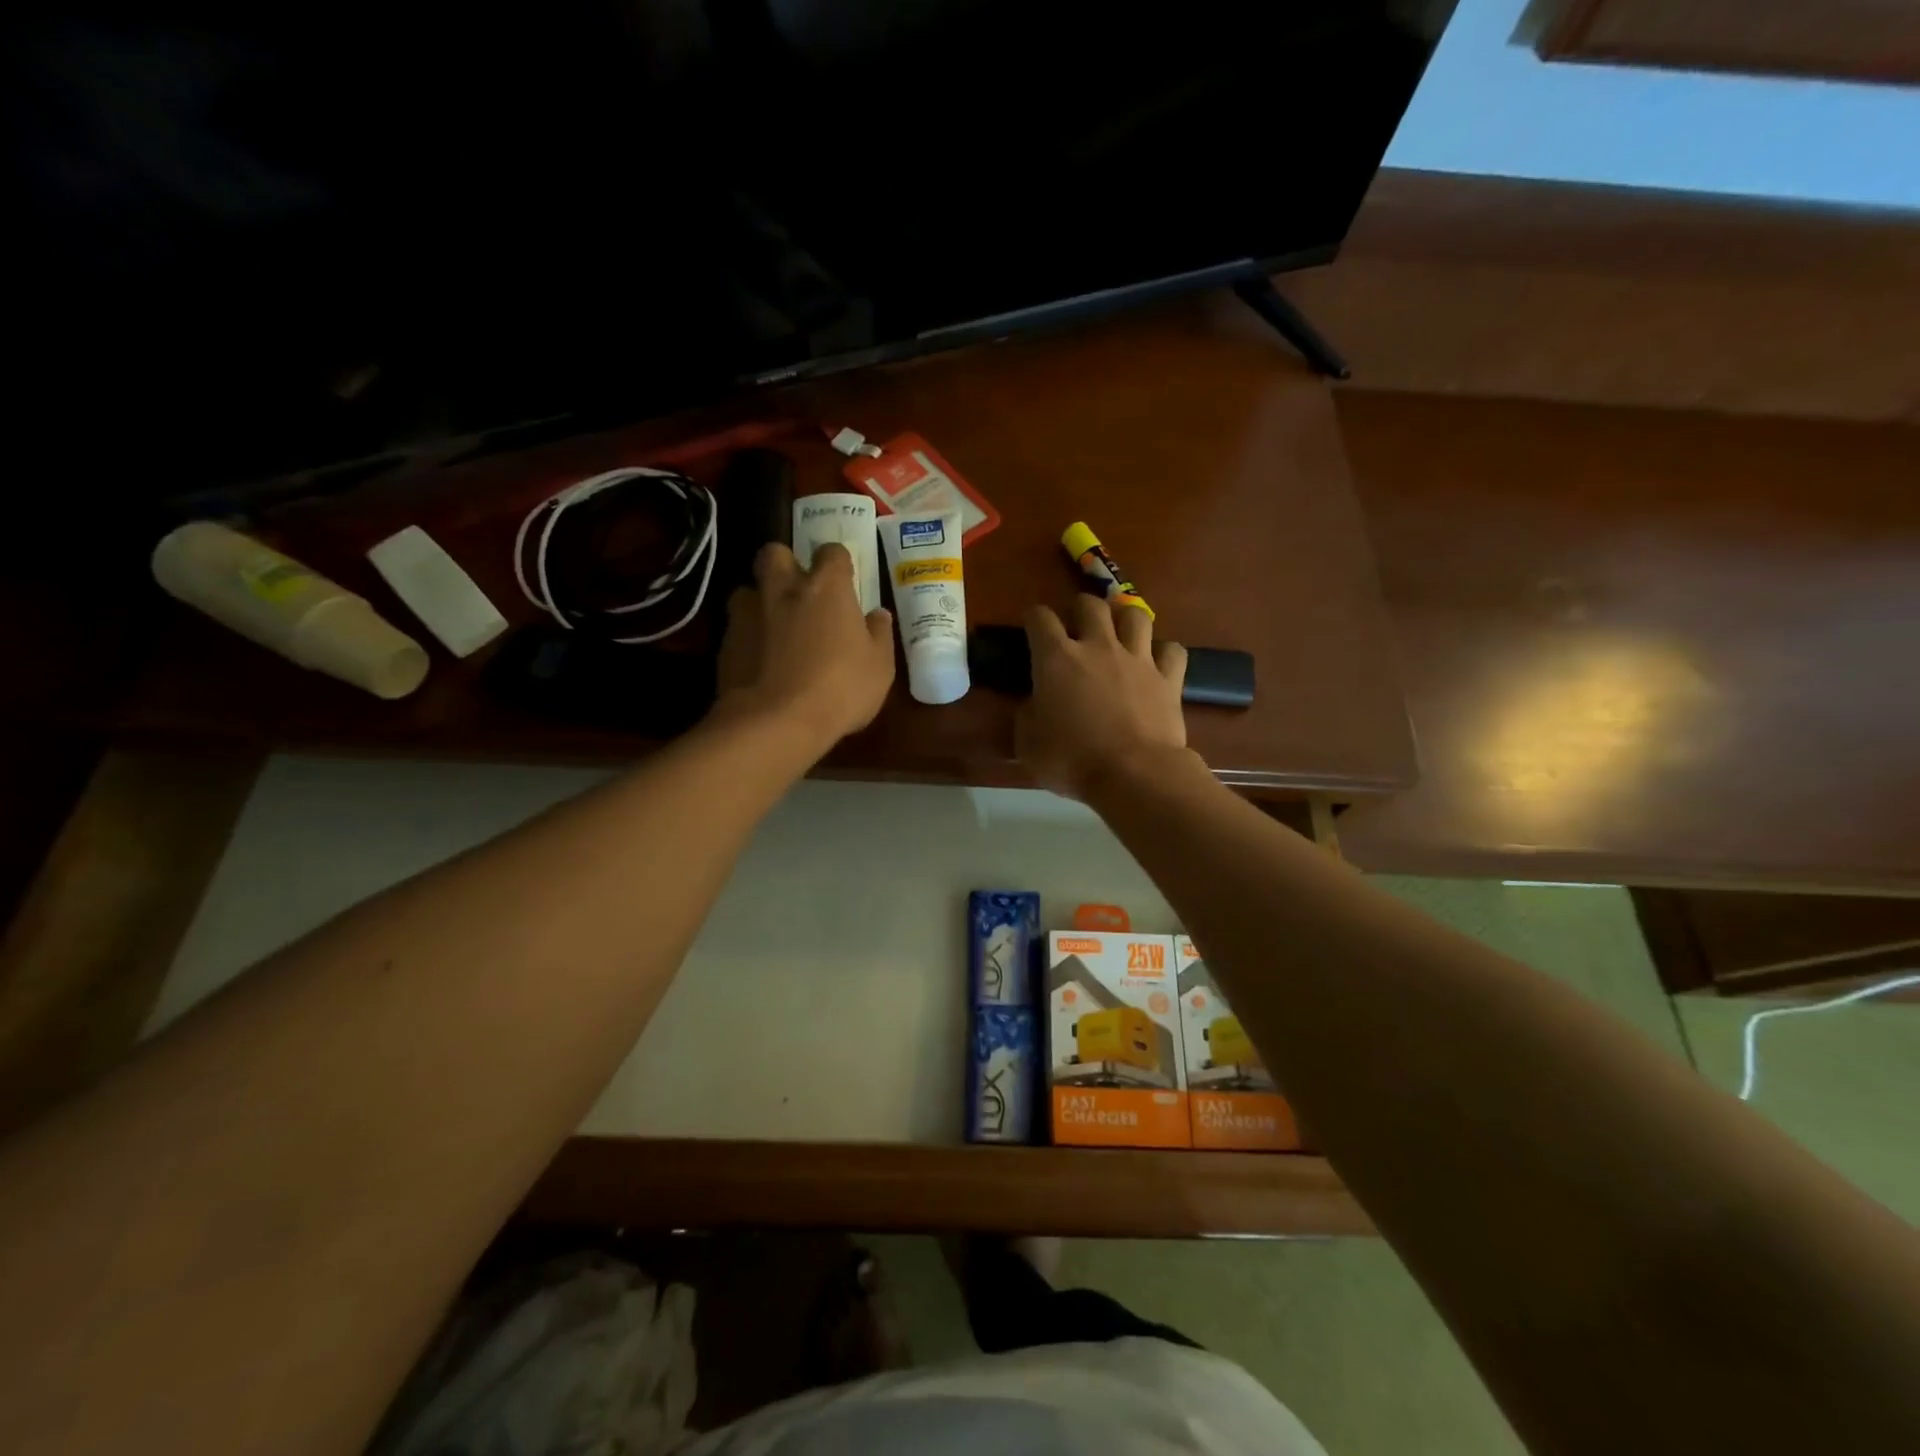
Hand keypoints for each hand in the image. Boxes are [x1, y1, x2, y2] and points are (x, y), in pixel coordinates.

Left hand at [713, 541, 895, 753]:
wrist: (776, 722)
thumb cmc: (840, 689)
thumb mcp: (879, 667)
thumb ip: (879, 635)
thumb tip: (878, 615)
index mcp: (826, 588)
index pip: (831, 552)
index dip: (837, 562)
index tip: (844, 580)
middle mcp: (784, 590)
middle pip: (774, 553)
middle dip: (785, 564)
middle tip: (798, 591)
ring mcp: (748, 615)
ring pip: (747, 590)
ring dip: (760, 602)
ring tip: (773, 629)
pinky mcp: (725, 643)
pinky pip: (736, 629)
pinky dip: (748, 639)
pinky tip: (760, 664)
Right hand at [1017, 596, 1190, 800]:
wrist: (1133, 774)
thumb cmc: (1072, 760)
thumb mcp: (1028, 744)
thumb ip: (1027, 716)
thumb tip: (1034, 703)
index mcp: (1056, 659)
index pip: (1040, 619)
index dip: (1033, 618)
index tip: (1031, 627)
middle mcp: (1098, 647)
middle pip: (1090, 605)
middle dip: (1080, 609)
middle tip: (1077, 626)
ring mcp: (1137, 659)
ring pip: (1135, 615)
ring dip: (1125, 619)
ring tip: (1119, 633)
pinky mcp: (1168, 678)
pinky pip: (1172, 650)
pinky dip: (1164, 653)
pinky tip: (1157, 663)